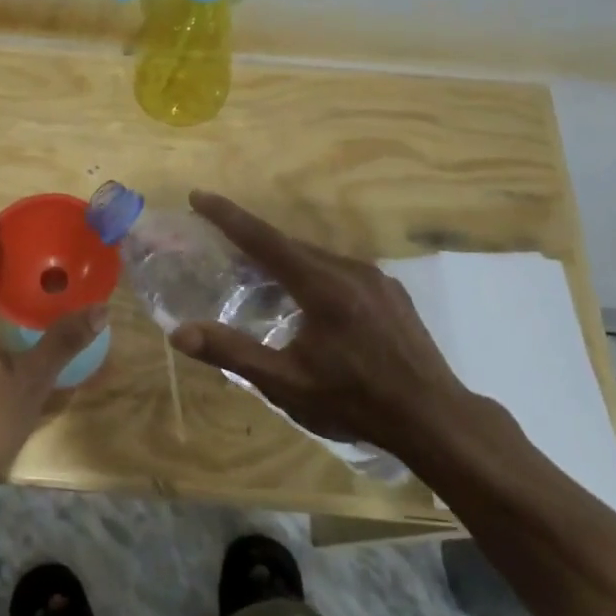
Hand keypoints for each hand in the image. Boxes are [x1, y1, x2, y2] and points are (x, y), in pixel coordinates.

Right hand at [167, 191, 469, 453]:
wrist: (435, 419)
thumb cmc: (355, 402)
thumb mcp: (286, 383)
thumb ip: (232, 353)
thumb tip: (179, 334)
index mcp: (321, 286)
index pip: (263, 239)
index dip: (227, 216)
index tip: (198, 196)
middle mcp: (349, 269)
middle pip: (289, 245)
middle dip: (252, 242)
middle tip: (221, 247)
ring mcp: (376, 279)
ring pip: (317, 257)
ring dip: (284, 261)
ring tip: (260, 278)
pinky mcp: (392, 293)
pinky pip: (340, 270)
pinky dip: (312, 273)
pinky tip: (309, 301)